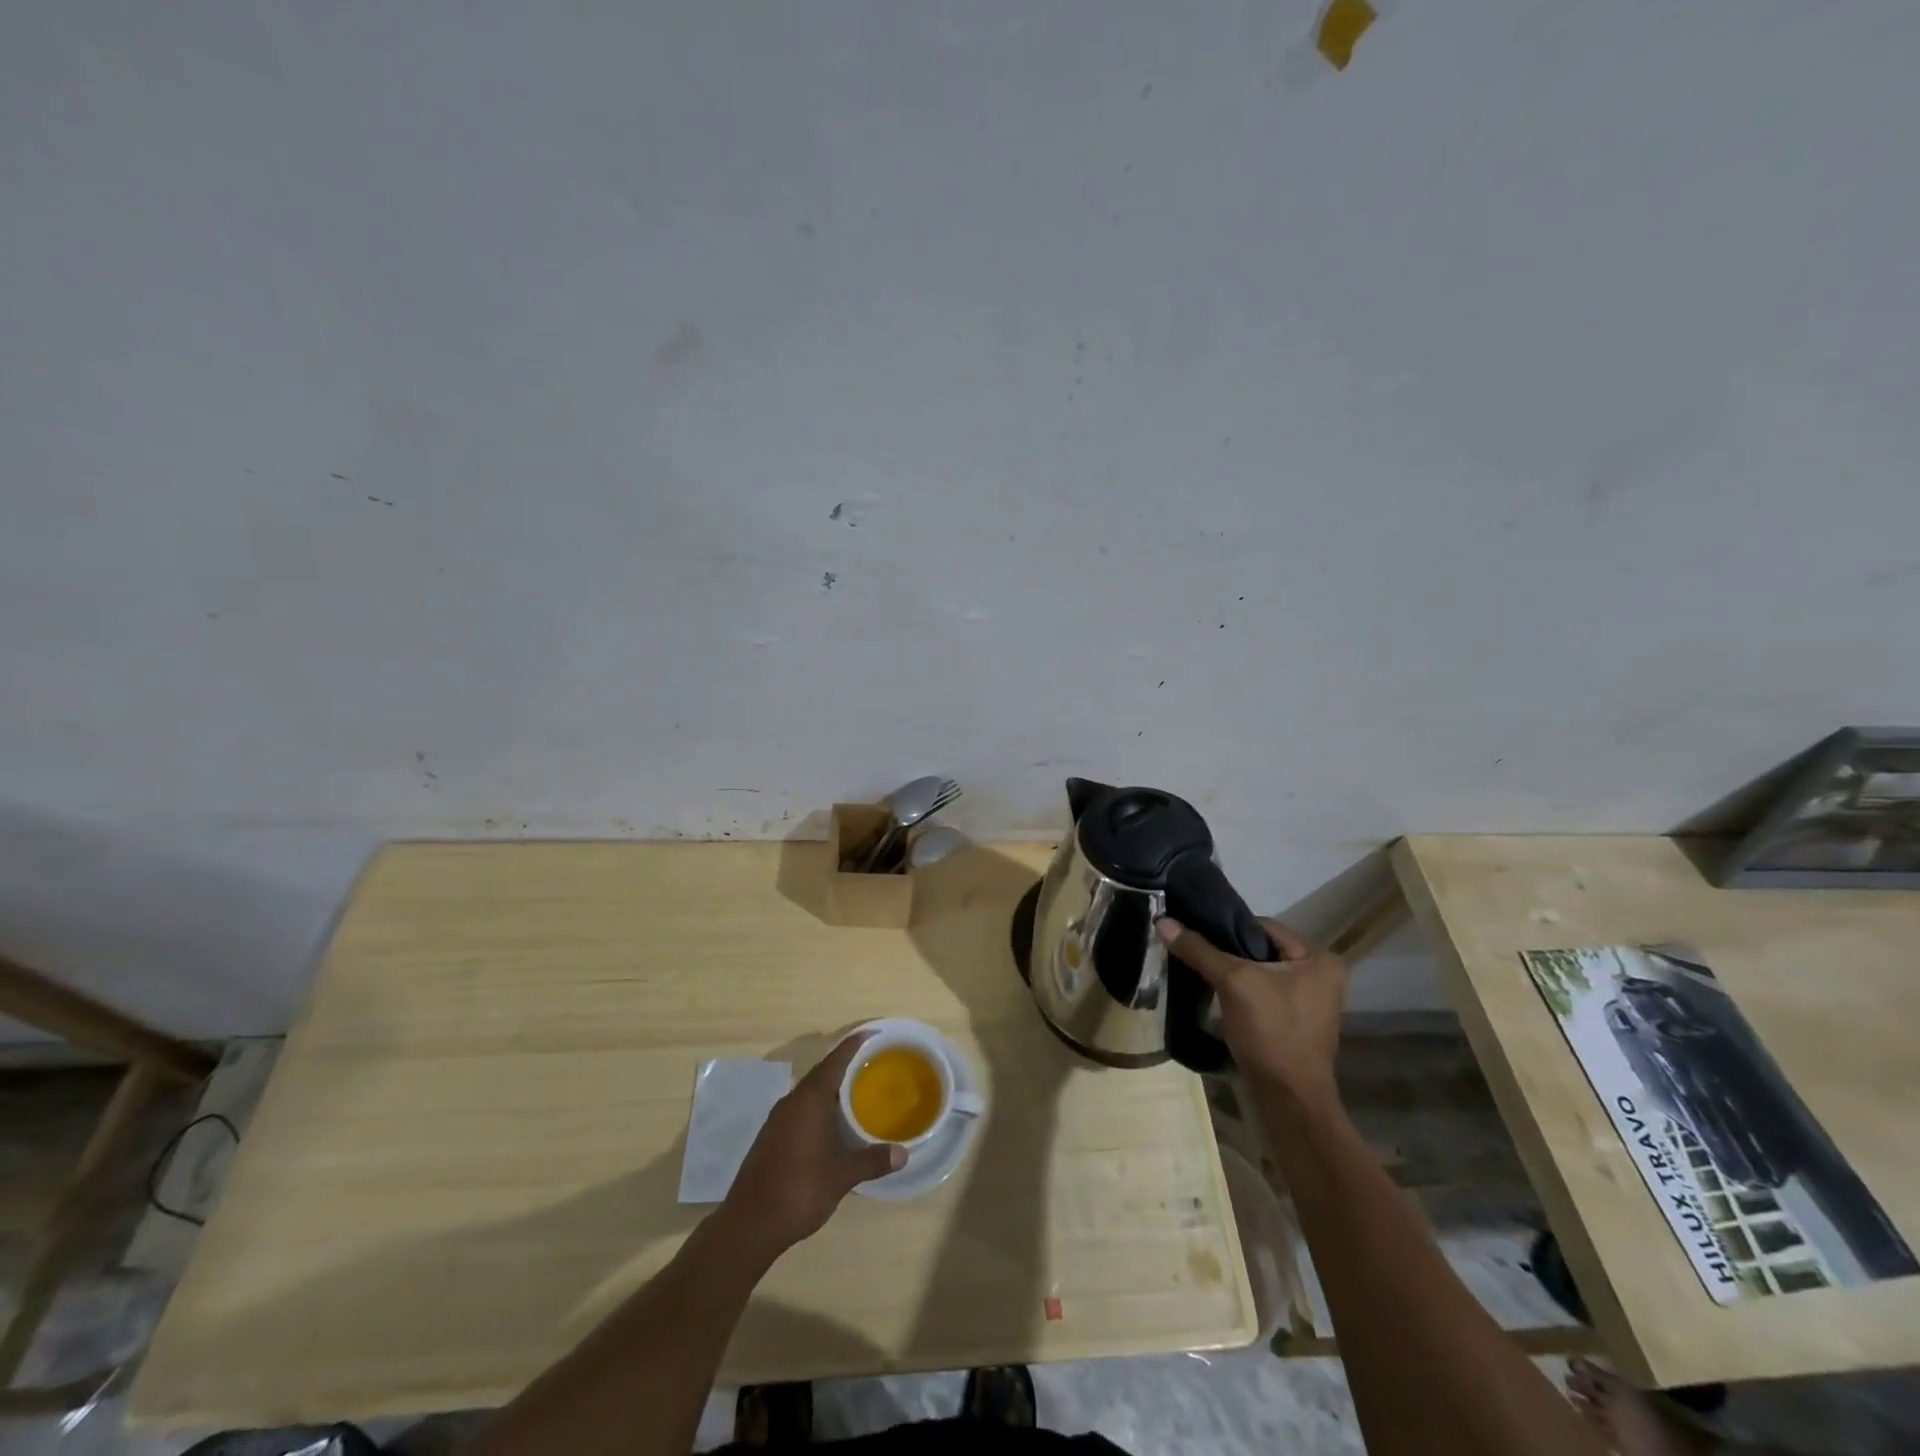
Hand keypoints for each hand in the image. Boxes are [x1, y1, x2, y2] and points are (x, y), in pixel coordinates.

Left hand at [720, 1032, 904, 1258]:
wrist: (749, 1224)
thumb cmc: (799, 1190)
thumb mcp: (842, 1176)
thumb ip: (872, 1160)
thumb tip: (903, 1154)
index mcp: (809, 1100)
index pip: (834, 1062)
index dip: (852, 1046)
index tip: (870, 1033)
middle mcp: (791, 1102)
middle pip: (820, 1074)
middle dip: (843, 1066)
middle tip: (869, 1064)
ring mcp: (777, 1120)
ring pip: (808, 1093)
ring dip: (829, 1089)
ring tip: (853, 1092)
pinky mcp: (769, 1137)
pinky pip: (798, 1109)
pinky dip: (816, 1107)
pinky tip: (828, 1124)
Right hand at [1155, 915, 1347, 1107]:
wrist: (1288, 1100)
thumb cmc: (1270, 1033)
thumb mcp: (1233, 983)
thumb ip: (1199, 950)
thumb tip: (1162, 921)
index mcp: (1319, 959)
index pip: (1264, 926)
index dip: (1227, 926)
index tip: (1195, 931)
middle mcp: (1321, 975)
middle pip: (1262, 949)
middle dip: (1228, 951)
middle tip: (1194, 951)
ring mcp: (1310, 1002)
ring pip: (1260, 972)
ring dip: (1232, 973)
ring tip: (1200, 971)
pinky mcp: (1296, 1022)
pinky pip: (1263, 993)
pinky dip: (1241, 992)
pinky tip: (1216, 995)